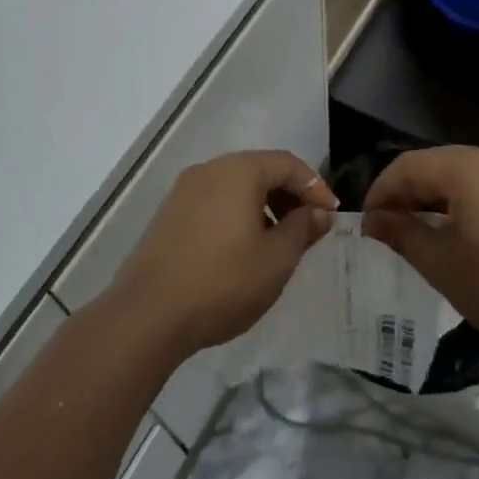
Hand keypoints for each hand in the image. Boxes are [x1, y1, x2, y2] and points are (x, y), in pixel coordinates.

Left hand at [105, 151, 334, 357]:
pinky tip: (242, 251)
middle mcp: (209, 170)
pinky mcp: (169, 215)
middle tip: (307, 230)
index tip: (330, 216)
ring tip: (277, 244)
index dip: (315, 187)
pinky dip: (237, 216)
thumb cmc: (223, 281)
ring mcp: (184, 191)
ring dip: (263, 207)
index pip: (287, 163)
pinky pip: (214, 202)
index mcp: (238, 171)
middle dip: (289, 196)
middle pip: (259, 170)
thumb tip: (318, 212)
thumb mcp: (276, 259)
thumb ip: (303, 229)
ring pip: (235, 187)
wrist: (148, 314)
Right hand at [361, 147, 478, 352]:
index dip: (380, 192)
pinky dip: (465, 201)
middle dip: (407, 193)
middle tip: (388, 228)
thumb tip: (372, 220)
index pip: (406, 166)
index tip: (367, 224)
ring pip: (462, 174)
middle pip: (434, 164)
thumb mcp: (440, 263)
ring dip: (435, 197)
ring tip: (420, 231)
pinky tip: (461, 232)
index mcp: (464, 166)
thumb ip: (401, 233)